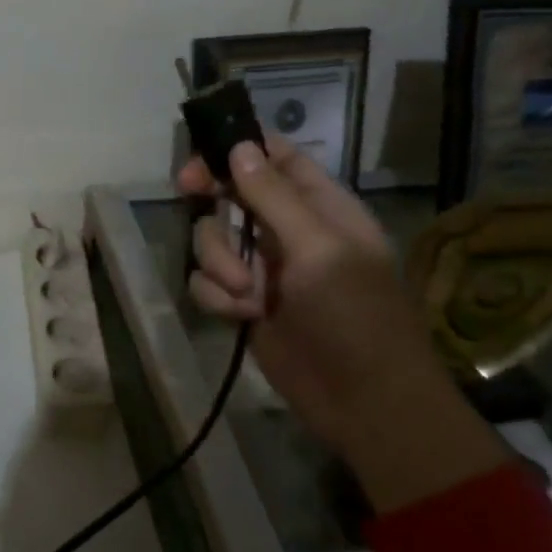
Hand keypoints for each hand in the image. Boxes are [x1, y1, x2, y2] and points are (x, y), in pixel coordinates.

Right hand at [180, 137, 435, 447]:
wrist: (365, 404)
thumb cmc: (355, 316)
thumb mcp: (319, 248)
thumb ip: (274, 196)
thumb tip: (239, 147)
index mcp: (320, 206)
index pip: (276, 156)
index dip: (239, 147)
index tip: (204, 153)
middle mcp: (288, 230)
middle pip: (232, 191)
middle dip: (211, 197)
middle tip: (187, 191)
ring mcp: (264, 267)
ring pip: (212, 237)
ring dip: (219, 260)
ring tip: (247, 294)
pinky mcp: (244, 302)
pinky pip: (208, 281)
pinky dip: (217, 296)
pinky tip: (241, 316)